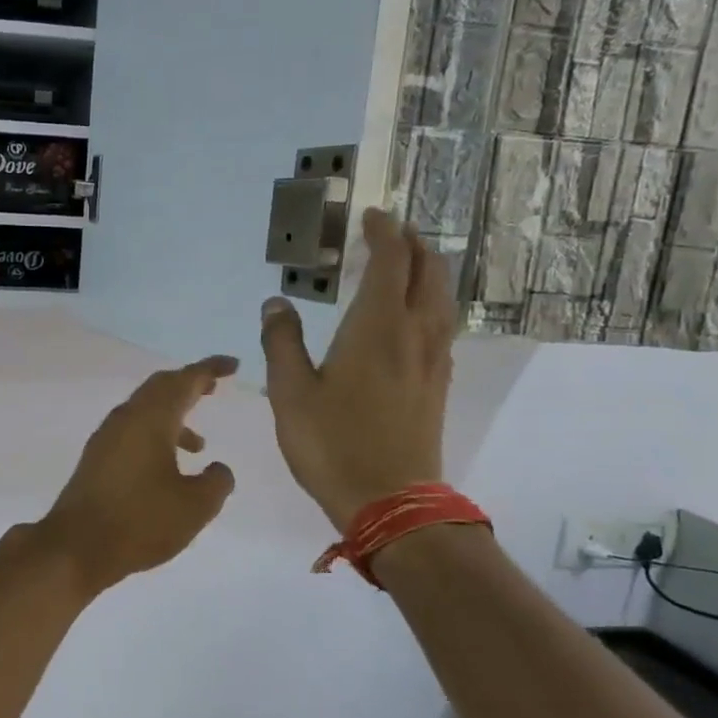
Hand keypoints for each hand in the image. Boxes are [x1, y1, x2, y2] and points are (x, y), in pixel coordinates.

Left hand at [35, 356, 238, 593]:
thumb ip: (217, 482)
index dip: (210, 369)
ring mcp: (106, 438)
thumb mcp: (195, 506)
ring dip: (173, 417)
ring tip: (200, 444)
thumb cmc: (140, 521)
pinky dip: (155, 436)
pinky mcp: (96, 459)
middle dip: (188, 384)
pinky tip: (166, 467)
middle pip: (160, 388)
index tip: (232, 365)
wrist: (76, 546)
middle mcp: (125, 419)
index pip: (185, 381)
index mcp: (151, 419)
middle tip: (213, 387)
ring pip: (144, 412)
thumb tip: (218, 469)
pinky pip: (132, 432)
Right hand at [260, 209, 455, 530]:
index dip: (384, 232)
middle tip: (390, 233)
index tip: (370, 216)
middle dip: (413, 243)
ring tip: (405, 265)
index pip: (392, 260)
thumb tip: (275, 304)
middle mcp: (415, 333)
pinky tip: (412, 317)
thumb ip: (282, 342)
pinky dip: (430, 302)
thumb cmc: (331, 444)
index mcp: (377, 327)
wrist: (390, 501)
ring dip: (427, 271)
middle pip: (429, 270)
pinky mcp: (438, 384)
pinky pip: (442, 324)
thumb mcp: (290, 393)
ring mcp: (434, 359)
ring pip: (442, 297)